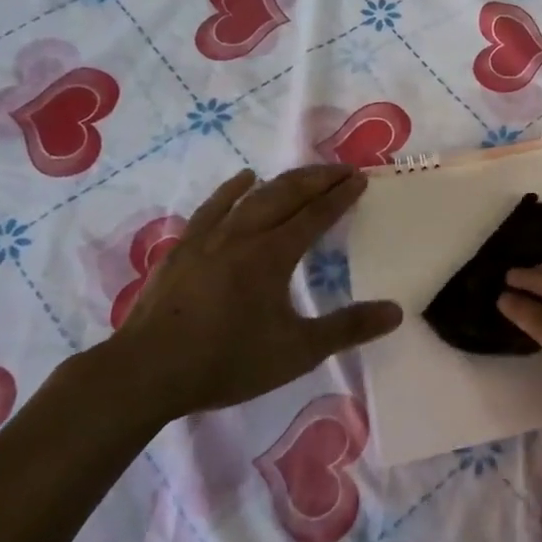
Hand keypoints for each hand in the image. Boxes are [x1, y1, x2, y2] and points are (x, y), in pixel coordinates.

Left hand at [103, 165, 400, 424]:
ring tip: (305, 173)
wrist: (146, 371)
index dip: (340, 195)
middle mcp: (243, 235)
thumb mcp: (297, 351)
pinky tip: (242, 179)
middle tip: (342, 169)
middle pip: (286, 194)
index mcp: (273, 255)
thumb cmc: (227, 361)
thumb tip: (395, 311)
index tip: (360, 178)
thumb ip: (347, 329)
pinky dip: (232, 189)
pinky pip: (213, 207)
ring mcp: (209, 238)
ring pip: (252, 195)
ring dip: (283, 180)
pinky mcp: (183, 248)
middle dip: (318, 178)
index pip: (315, 215)